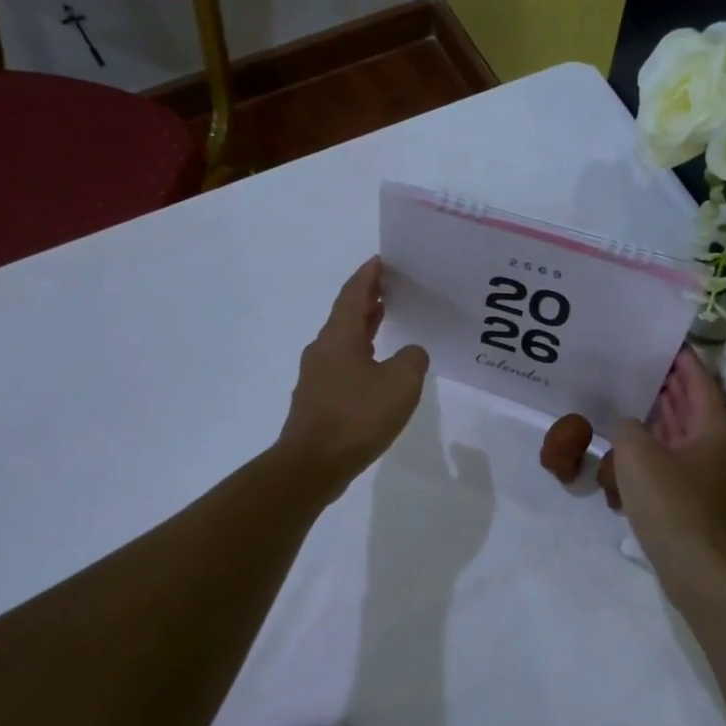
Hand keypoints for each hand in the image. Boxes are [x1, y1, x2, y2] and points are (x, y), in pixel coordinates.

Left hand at [278, 258, 428, 497]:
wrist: (312, 464)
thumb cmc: (357, 416)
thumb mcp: (401, 383)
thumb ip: (413, 359)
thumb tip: (410, 353)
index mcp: (340, 336)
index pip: (354, 294)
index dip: (368, 275)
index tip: (382, 260)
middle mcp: (323, 349)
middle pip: (346, 314)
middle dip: (368, 299)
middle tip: (391, 288)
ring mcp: (317, 376)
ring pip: (343, 341)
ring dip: (364, 327)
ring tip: (386, 320)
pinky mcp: (317, 400)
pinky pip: (342, 365)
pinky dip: (360, 355)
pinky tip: (376, 370)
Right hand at [611, 348, 725, 580]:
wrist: (698, 570)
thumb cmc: (672, 505)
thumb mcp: (637, 456)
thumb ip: (627, 428)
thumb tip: (627, 425)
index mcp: (713, 429)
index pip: (699, 381)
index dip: (682, 360)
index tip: (663, 341)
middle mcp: (717, 448)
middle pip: (693, 407)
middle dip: (668, 387)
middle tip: (639, 366)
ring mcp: (710, 476)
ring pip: (683, 436)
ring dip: (661, 419)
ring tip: (631, 400)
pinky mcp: (697, 500)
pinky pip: (676, 463)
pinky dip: (657, 450)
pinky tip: (630, 452)